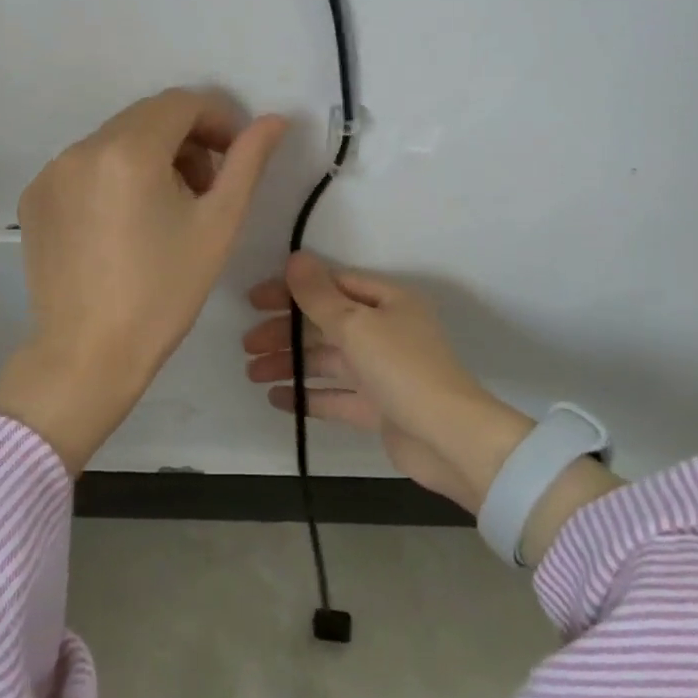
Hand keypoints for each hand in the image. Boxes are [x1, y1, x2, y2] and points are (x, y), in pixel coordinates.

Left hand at [0, 88, 287, 473]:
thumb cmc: (163, 293)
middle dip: (185, 140)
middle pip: (146, 118)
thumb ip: (247, 163)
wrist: (87, 355)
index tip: (234, 155)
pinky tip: (124, 224)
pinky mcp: (35, 197)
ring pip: (115, 141)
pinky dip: (113, 177)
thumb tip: (273, 120)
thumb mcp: (217, 225)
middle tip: (204, 188)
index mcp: (128, 150)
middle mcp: (81, 148)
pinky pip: (85, 167)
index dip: (217, 120)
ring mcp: (51, 172)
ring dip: (150, 158)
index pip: (181, 103)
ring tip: (165, 209)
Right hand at [244, 252, 622, 557]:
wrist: (450, 440)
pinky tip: (277, 398)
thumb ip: (319, 295)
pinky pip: (336, 395)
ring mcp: (382, 371)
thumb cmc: (402, 369)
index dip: (292, 290)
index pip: (332, 285)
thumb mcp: (355, 324)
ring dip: (290, 363)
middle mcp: (386, 331)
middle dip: (285, 332)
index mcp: (388, 302)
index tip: (255, 301)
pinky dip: (307, 395)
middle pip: (325, 324)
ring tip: (252, 373)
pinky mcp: (379, 407)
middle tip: (247, 344)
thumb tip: (294, 258)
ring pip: (327, 360)